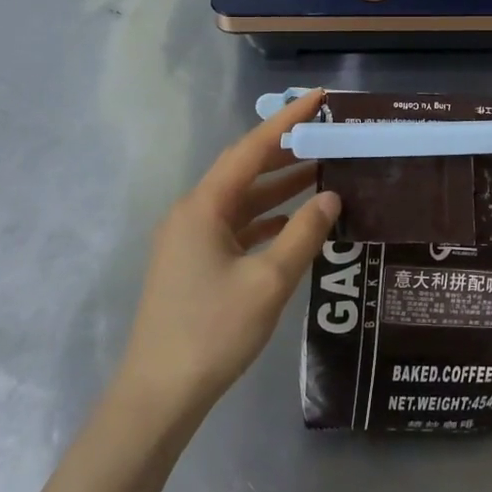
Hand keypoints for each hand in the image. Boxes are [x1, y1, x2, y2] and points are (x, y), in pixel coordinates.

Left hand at [115, 89, 340, 425]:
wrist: (159, 394)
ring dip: (279, 189)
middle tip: (329, 137)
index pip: (252, 149)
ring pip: (242, 201)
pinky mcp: (194, 264)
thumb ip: (303, 234)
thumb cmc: (213, 331)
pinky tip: (295, 226)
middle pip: (245, 170)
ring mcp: (190, 240)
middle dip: (287, 152)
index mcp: (204, 206)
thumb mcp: (268, 281)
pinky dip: (267, 221)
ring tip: (323, 175)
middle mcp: (193, 213)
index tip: (320, 97)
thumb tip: (332, 196)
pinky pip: (236, 228)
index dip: (288, 120)